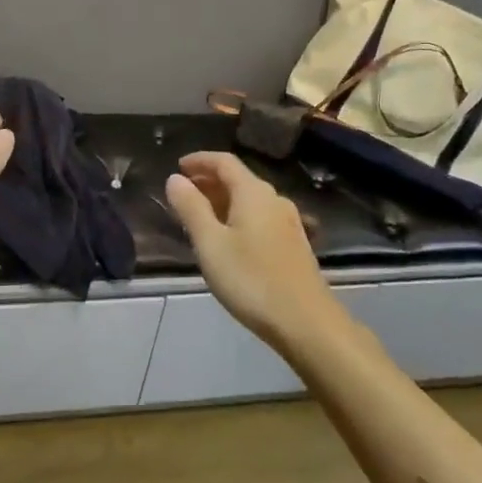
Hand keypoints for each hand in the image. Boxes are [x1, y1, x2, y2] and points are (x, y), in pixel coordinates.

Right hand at [164, 152, 345, 346]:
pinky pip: (260, 217)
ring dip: (223, 200)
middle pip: (239, 179)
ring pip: (250, 200)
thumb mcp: (210, 244)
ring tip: (200, 215)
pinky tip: (229, 238)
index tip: (178, 166)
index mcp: (253, 193)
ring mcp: (289, 222)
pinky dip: (238, 216)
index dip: (200, 160)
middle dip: (209, 180)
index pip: (224, 162)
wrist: (306, 322)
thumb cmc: (251, 280)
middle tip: (184, 192)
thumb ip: (191, 208)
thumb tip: (175, 178)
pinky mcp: (293, 244)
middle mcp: (274, 200)